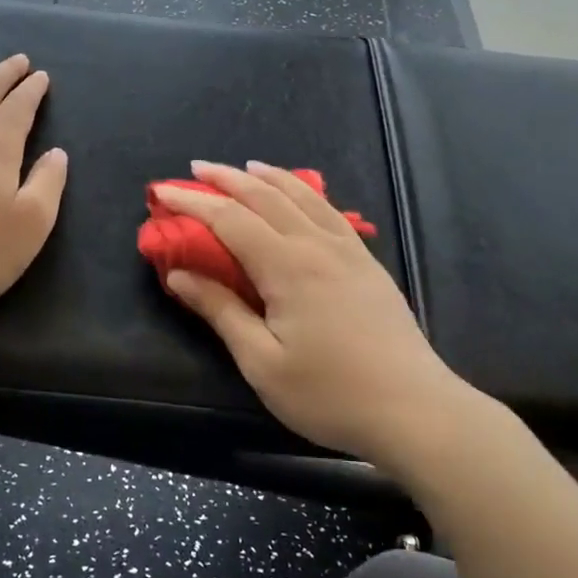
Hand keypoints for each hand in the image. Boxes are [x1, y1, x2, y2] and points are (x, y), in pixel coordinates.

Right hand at [155, 162, 476, 466]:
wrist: (415, 410)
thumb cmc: (329, 394)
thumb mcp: (262, 362)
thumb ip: (220, 311)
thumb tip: (178, 275)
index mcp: (287, 267)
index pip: (230, 220)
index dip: (193, 203)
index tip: (162, 193)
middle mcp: (317, 245)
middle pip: (266, 197)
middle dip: (227, 179)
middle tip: (196, 168)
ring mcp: (349, 251)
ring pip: (303, 197)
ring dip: (269, 177)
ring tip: (246, 167)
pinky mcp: (368, 264)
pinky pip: (330, 212)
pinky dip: (306, 193)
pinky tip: (302, 197)